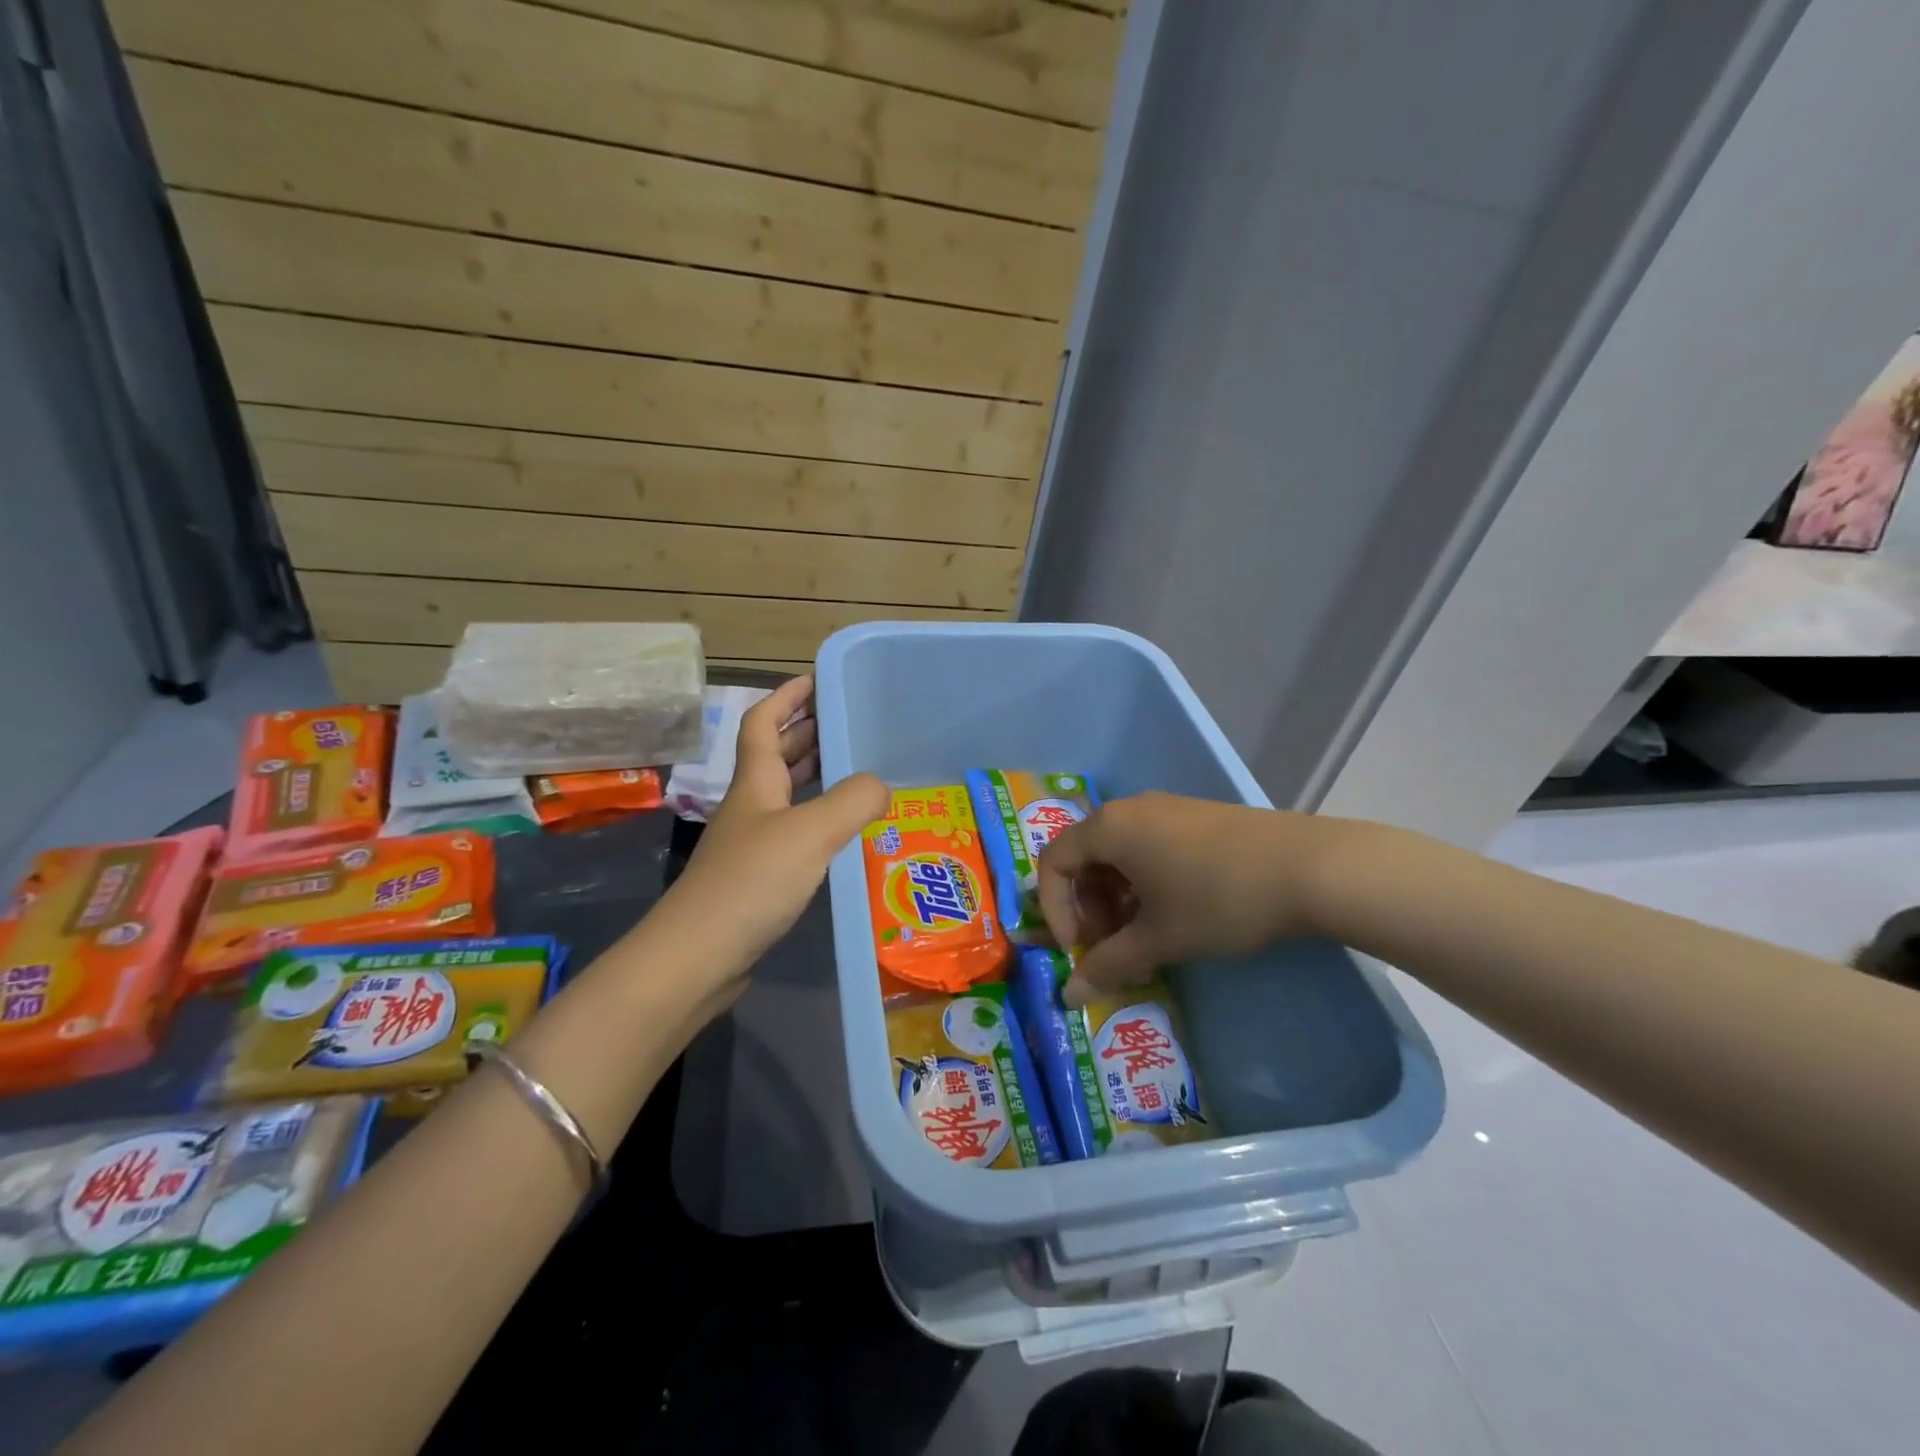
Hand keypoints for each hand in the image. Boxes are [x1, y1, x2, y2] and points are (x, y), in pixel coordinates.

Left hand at [660, 676, 886, 1001]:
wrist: (698, 957)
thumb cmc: (751, 882)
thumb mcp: (810, 831)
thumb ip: (853, 800)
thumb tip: (883, 785)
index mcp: (755, 782)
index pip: (762, 723)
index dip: (786, 697)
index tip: (816, 679)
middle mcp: (751, 805)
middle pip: (776, 755)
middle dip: (808, 732)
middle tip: (850, 723)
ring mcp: (752, 843)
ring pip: (787, 795)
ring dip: (816, 775)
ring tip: (858, 768)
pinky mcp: (759, 877)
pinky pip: (795, 832)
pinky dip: (820, 820)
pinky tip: (845, 832)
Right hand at [1036, 792, 1335, 1005]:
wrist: (1310, 868)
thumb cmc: (1219, 900)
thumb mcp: (1160, 938)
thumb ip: (1108, 965)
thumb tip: (1068, 995)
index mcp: (1108, 828)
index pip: (1053, 864)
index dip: (1056, 911)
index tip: (1080, 950)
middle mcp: (1130, 809)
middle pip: (1084, 857)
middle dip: (1087, 907)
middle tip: (1111, 946)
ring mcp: (1166, 809)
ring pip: (1118, 853)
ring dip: (1115, 897)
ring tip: (1143, 935)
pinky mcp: (1195, 817)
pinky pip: (1148, 847)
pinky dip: (1143, 881)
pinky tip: (1173, 911)